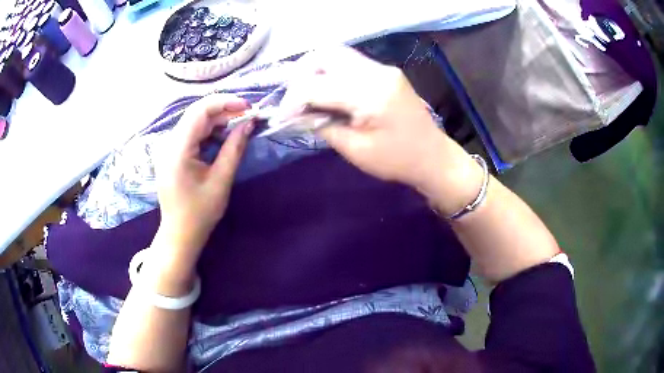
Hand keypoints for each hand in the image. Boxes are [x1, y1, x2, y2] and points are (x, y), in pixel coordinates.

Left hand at [153, 94, 251, 280]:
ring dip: (217, 119)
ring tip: (239, 122)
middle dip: (223, 109)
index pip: (200, 111)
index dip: (225, 103)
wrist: (179, 233)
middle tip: (248, 114)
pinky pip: (192, 133)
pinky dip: (209, 130)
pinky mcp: (172, 153)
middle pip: (196, 113)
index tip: (248, 107)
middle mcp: (169, 143)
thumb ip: (234, 148)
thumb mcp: (221, 181)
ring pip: (194, 121)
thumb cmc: (200, 213)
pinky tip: (223, 134)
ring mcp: (169, 147)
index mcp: (178, 149)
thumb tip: (249, 123)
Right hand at [283, 47, 481, 213]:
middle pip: (325, 56)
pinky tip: (326, 91)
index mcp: (371, 94)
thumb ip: (322, 126)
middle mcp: (377, 71)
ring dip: (314, 71)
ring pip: (336, 55)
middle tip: (294, 101)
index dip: (293, 99)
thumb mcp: (355, 150)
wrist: (433, 157)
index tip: (282, 117)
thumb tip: (298, 113)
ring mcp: (383, 68)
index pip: (317, 84)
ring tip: (306, 96)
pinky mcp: (385, 71)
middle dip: (300, 76)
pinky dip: (330, 73)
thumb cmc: (397, 161)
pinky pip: (349, 62)